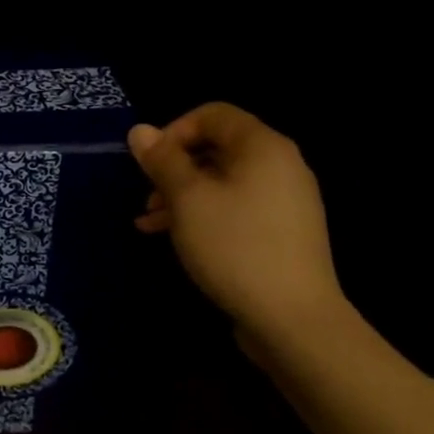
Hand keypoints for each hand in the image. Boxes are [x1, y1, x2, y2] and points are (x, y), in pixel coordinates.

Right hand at [129, 102, 347, 338]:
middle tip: (146, 195)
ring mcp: (284, 201)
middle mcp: (280, 166)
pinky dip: (202, 214)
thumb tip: (140, 130)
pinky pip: (235, 207)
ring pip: (221, 181)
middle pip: (216, 147)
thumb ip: (162, 160)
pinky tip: (172, 237)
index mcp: (263, 147)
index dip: (174, 130)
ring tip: (149, 222)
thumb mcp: (187, 198)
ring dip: (181, 195)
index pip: (213, 114)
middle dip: (173, 168)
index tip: (149, 162)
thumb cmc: (234, 246)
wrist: (293, 320)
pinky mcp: (281, 232)